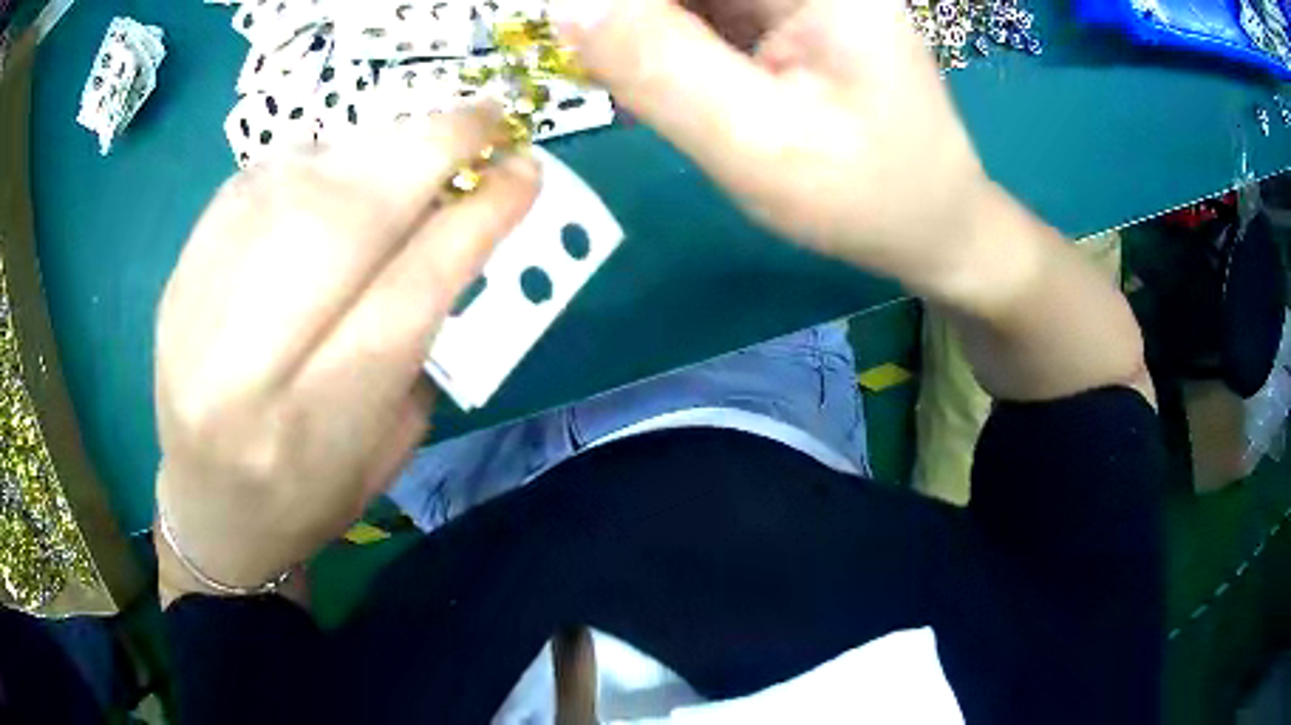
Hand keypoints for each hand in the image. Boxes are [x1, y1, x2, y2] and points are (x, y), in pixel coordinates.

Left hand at [153, 106, 538, 603]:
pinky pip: (251, 183)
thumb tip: (452, 225)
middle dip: (428, 151)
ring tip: (413, 146)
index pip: (406, 295)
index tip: (523, 172)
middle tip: (484, 120)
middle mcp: (244, 368)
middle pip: (343, 223)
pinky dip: (310, 159)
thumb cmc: (309, 499)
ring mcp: (195, 313)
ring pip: (296, 187)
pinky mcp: (175, 278)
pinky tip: (335, 169)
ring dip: (372, 148)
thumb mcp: (387, 449)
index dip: (474, 221)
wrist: (210, 511)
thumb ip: (419, 340)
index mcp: (314, 429)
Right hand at [553, 0, 995, 298]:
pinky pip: (696, 11)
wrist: (930, 223)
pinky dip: (660, 39)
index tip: (567, 29)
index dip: (613, 3)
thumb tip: (566, 9)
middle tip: (603, 74)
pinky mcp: (780, 14)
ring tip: (638, 90)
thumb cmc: (866, 197)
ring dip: (638, 30)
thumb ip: (659, 67)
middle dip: (625, 19)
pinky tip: (657, 83)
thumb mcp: (760, 144)